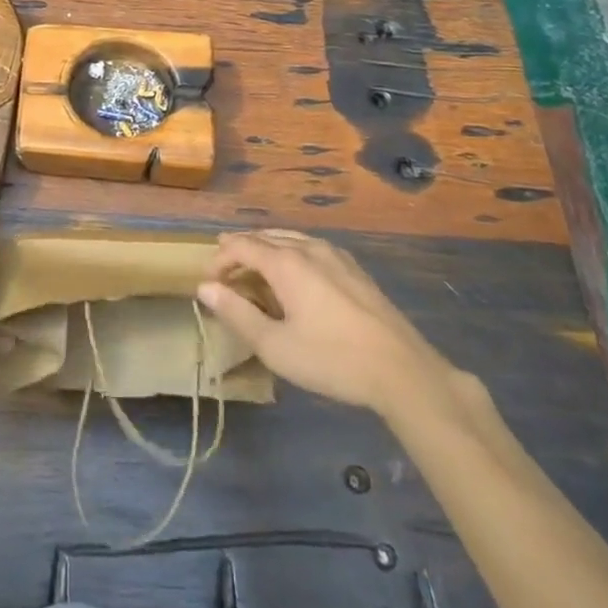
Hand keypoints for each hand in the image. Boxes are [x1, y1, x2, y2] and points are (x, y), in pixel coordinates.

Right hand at [198, 231, 475, 422]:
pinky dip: (290, 253)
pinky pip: (311, 247)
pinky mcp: (355, 269)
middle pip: (265, 237)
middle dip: (240, 250)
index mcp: (286, 262)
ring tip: (254, 268)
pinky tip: (295, 274)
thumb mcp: (275, 346)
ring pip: (290, 238)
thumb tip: (205, 288)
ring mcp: (335, 255)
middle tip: (224, 271)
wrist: (402, 370)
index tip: (208, 280)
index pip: (241, 245)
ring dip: (266, 249)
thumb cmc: (332, 359)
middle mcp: (308, 248)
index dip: (220, 258)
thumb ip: (237, 314)